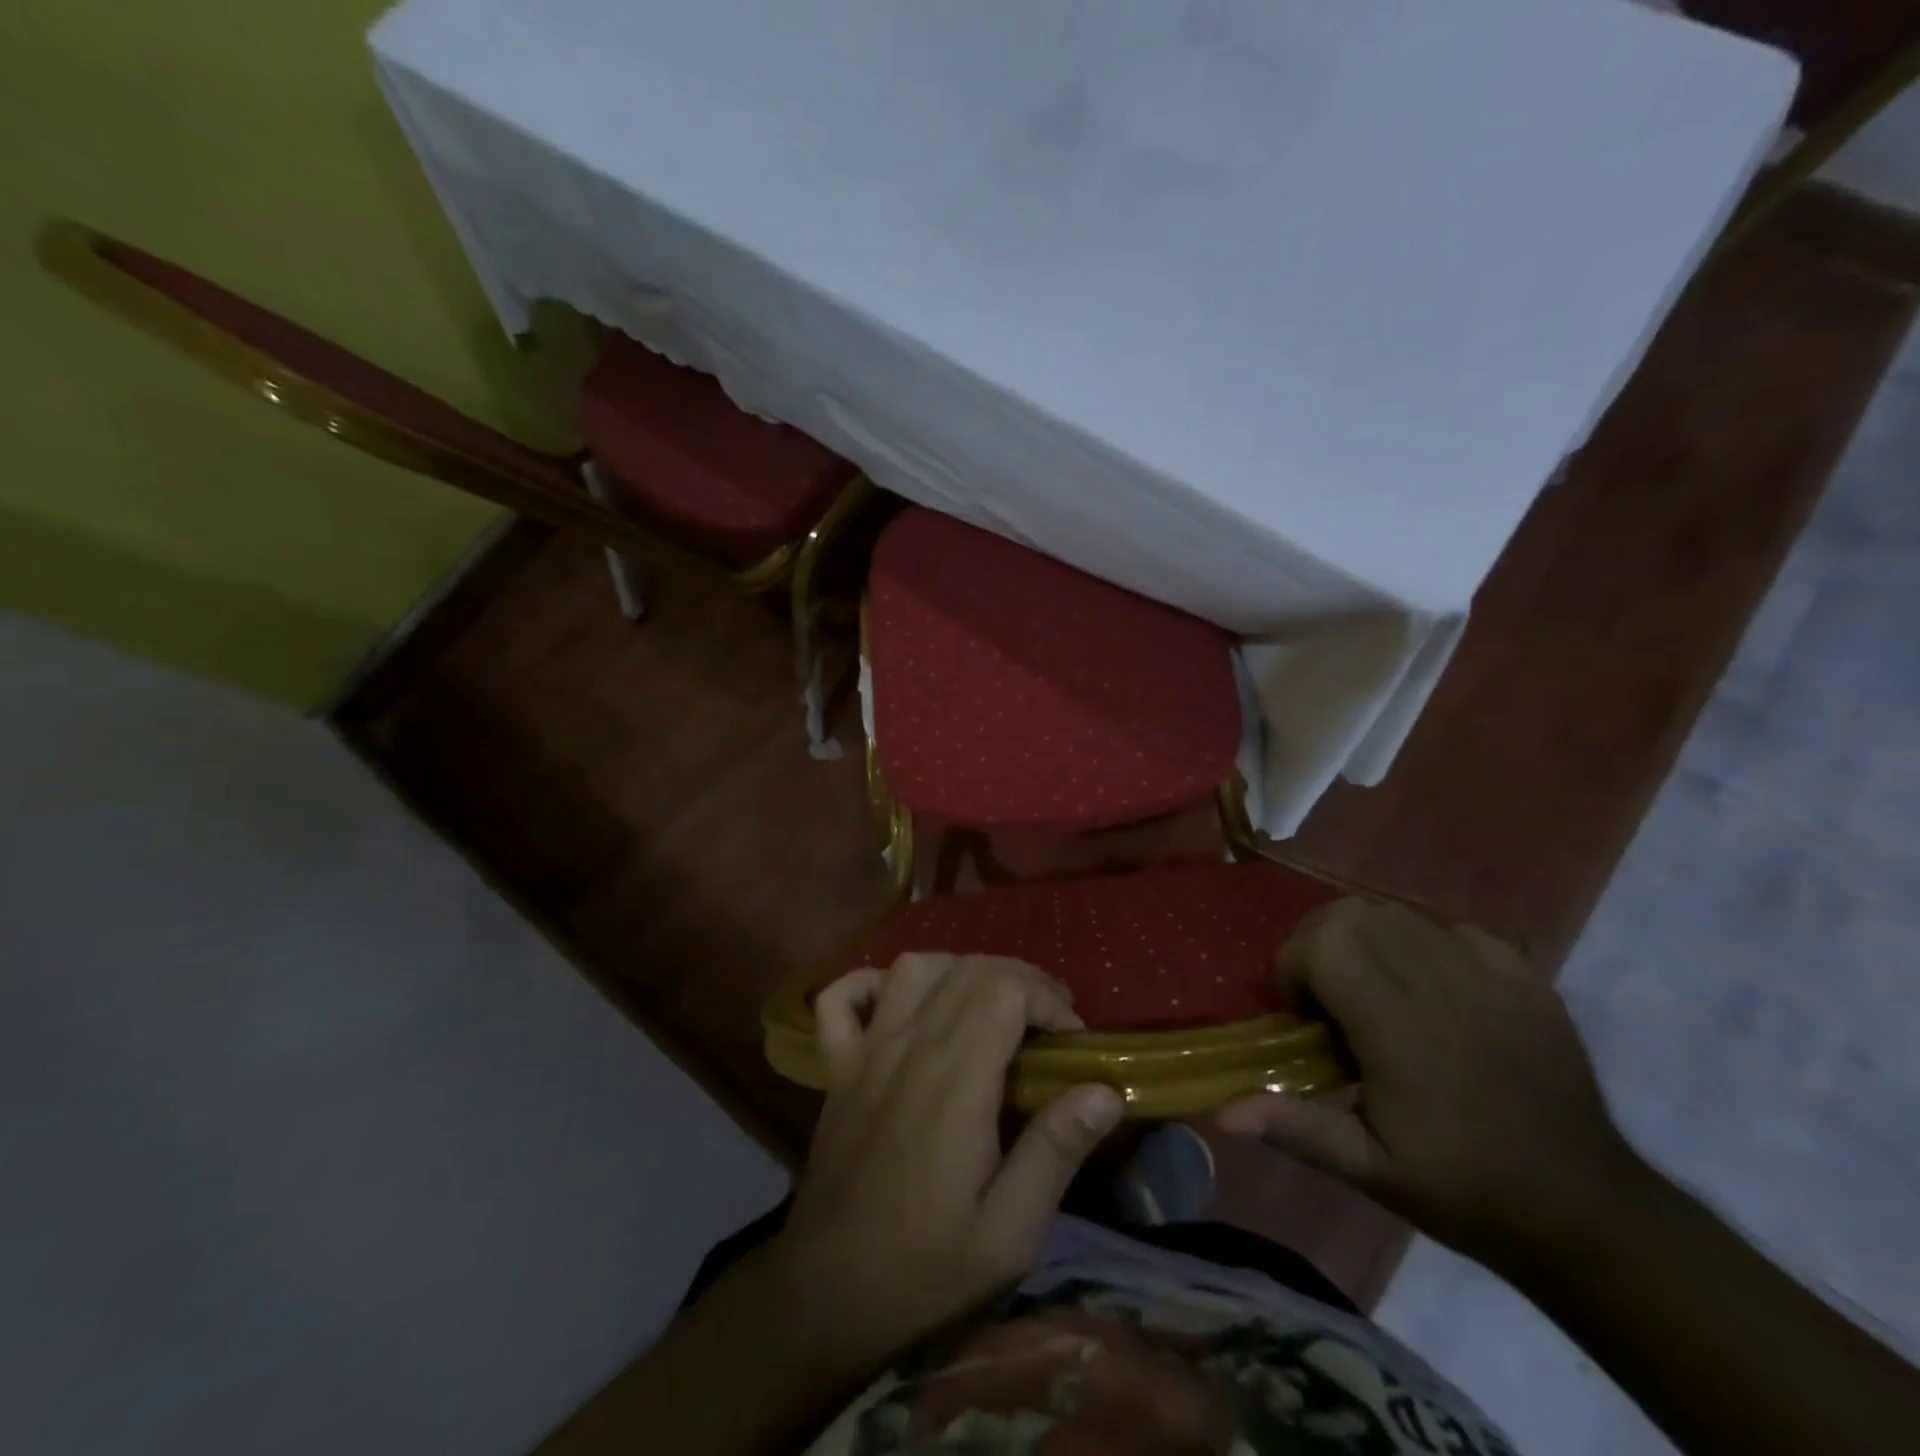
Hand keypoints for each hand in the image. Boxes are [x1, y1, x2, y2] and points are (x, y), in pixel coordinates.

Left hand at [766, 954, 1124, 1375]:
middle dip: (1019, 980)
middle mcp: (909, 1047)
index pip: (1004, 989)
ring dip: (959, 970)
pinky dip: (873, 983)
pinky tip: (901, 1004)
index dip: (1046, 998)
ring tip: (989, 1006)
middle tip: (1048, 1023)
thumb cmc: (927, 1269)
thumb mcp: (1010, 1232)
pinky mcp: (837, 1067)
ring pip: (914, 967)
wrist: (827, 1297)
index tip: (1072, 1040)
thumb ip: (1056, 1151)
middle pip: (968, 969)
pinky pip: (843, 997)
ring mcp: (866, 1051)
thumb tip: (1105, 1090)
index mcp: (955, 1079)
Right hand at [1217, 897, 1647, 1273]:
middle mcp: (1443, 986)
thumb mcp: (1371, 1172)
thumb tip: (1222, 1112)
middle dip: (1319, 944)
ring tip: (1371, 991)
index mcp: (1401, 1030)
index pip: (1325, 944)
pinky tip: (1429, 990)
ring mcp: (1491, 975)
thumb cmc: (1465, 1189)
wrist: (1587, 1211)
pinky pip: (1451, 928)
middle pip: (1353, 914)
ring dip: (1365, 940)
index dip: (1293, 966)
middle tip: (1324, 996)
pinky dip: (1422, 944)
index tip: (1300, 1015)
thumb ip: (1296, 1129)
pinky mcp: (1525, 976)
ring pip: (1397, 913)